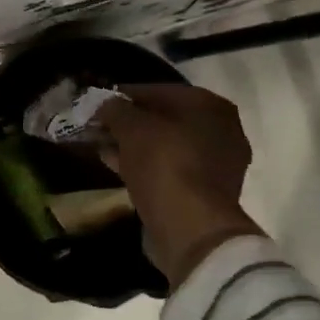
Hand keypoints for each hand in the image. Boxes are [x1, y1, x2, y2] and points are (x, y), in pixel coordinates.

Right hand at [100, 83, 264, 291]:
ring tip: (102, 147)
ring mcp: (218, 163)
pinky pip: (170, 169)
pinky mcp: (208, 191)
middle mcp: (222, 129)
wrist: (192, 229)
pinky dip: (145, 166)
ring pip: (166, 145)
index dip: (124, 96)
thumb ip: (115, 110)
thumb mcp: (132, 128)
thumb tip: (104, 103)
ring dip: (134, 146)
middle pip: (164, 118)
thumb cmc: (165, 165)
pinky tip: (117, 167)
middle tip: (99, 128)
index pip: (158, 90)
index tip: (98, 104)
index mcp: (210, 105)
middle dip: (129, 123)